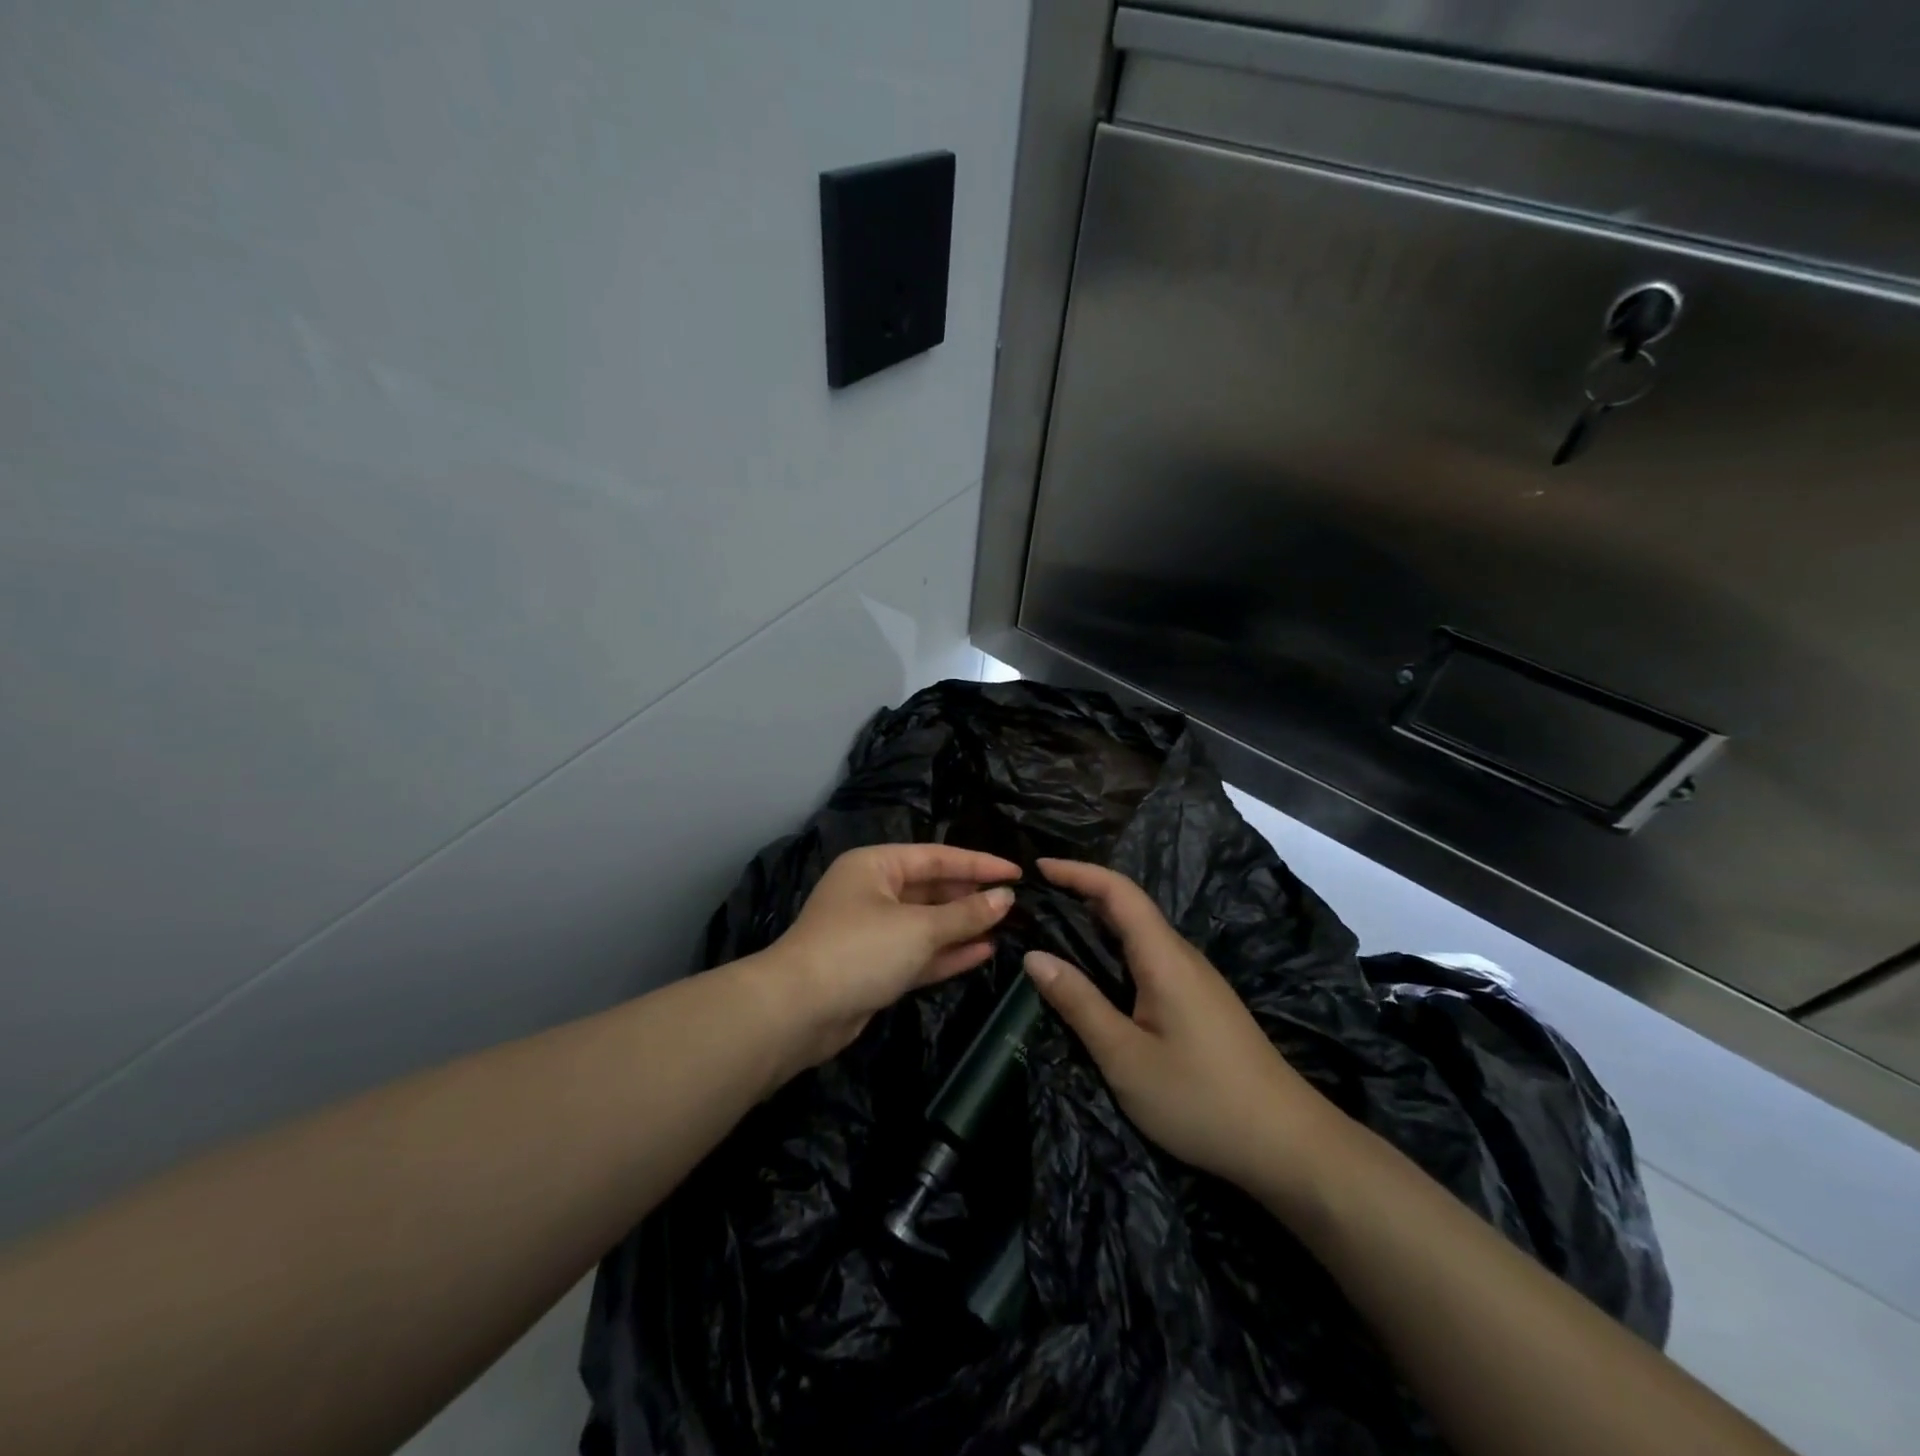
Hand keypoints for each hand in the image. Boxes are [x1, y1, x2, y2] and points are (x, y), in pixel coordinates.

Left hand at [766, 843, 1019, 1068]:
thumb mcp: (918, 928)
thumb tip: (1005, 897)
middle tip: (1016, 903)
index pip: (937, 857)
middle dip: (971, 896)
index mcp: (876, 865)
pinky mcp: (875, 967)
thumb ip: (965, 913)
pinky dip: (948, 952)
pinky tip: (985, 951)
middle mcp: (873, 892)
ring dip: (964, 926)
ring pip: (927, 923)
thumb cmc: (860, 950)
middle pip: (932, 888)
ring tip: (1008, 926)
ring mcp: (873, 931)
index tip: (1017, 872)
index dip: (979, 864)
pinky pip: (919, 952)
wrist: (798, 1011)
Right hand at [1022, 858, 1346, 1197]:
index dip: (1077, 871)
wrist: (1287, 1144)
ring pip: (1140, 934)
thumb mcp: (1125, 1057)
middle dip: (1081, 892)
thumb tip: (1034, 956)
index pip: (1118, 891)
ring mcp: (1196, 979)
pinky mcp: (1201, 1002)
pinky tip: (1098, 976)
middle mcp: (1182, 956)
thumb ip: (1078, 1003)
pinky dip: (1115, 950)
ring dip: (1098, 922)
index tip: (1037, 866)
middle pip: (1129, 906)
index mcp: (1164, 957)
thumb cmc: (1200, 1099)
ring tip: (1054, 931)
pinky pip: (1151, 958)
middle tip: (1034, 902)